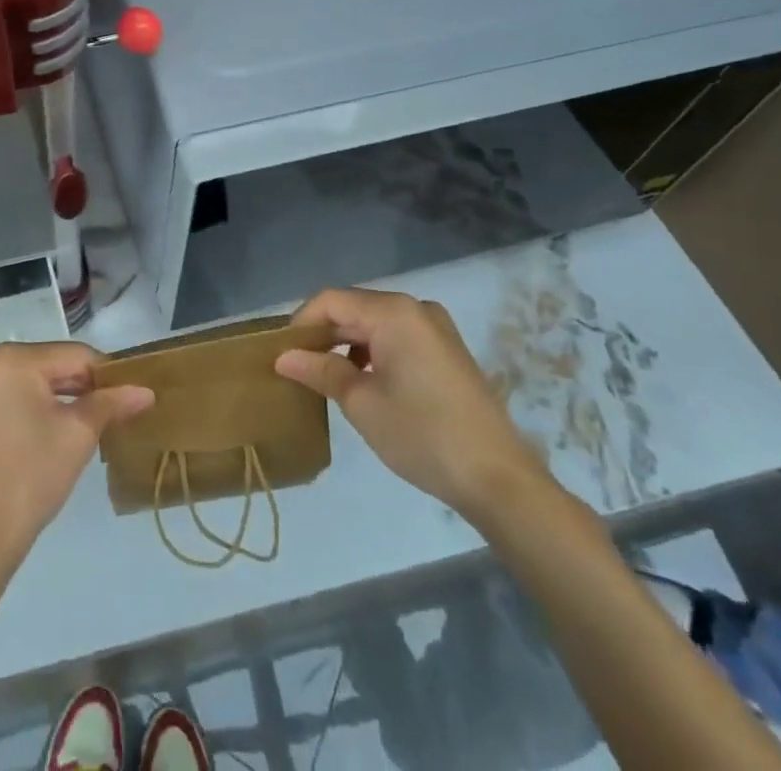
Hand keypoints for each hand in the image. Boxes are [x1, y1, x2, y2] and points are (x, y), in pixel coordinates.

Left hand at [0, 341, 153, 569]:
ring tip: (86, 422)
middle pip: (50, 363)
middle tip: (110, 414)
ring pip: (30, 377)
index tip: (128, 398)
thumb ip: (111, 403)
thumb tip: (146, 391)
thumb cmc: (30, 478)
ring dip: (58, 395)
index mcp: (12, 358)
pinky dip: (32, 402)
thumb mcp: (78, 435)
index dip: (106, 375)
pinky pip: (9, 390)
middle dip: (80, 387)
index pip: (75, 355)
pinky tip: (51, 426)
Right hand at [275, 287, 549, 520]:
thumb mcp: (361, 403)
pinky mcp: (447, 351)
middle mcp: (416, 308)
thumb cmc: (422, 434)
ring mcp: (436, 329)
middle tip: (296, 366)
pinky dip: (373, 352)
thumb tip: (284, 357)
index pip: (331, 301)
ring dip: (347, 344)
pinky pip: (397, 338)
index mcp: (393, 312)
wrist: (500, 480)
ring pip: (375, 324)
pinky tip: (362, 382)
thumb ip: (320, 371)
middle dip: (323, 334)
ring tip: (325, 376)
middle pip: (354, 308)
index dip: (301, 322)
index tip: (281, 353)